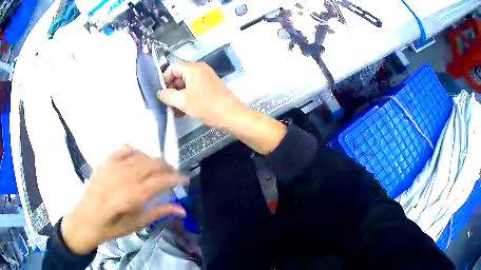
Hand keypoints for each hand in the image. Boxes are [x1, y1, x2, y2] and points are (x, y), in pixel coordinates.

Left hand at [61, 145, 187, 254]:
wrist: (85, 219)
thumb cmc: (111, 227)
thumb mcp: (136, 225)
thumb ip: (159, 213)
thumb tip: (183, 209)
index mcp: (131, 196)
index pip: (160, 181)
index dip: (176, 178)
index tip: (186, 181)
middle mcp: (123, 176)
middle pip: (152, 164)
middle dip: (168, 168)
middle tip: (174, 176)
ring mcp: (113, 166)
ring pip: (141, 155)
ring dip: (154, 161)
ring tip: (159, 170)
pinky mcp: (106, 161)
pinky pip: (125, 148)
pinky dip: (137, 151)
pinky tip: (139, 160)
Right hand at [157, 62, 245, 127]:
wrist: (231, 115)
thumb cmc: (206, 105)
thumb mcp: (183, 101)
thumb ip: (168, 95)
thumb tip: (159, 93)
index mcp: (193, 68)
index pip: (173, 67)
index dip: (164, 79)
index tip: (161, 93)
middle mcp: (200, 70)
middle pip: (179, 76)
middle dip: (171, 90)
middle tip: (167, 104)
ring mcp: (205, 79)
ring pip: (186, 85)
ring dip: (178, 97)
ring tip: (174, 111)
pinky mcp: (209, 88)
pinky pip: (193, 90)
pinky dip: (186, 99)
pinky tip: (182, 112)